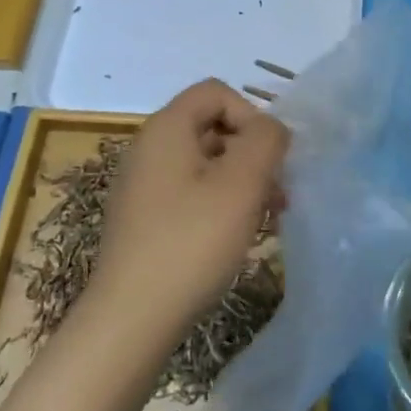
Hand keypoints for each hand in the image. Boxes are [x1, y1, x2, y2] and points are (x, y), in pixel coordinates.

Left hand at [91, 79, 288, 337]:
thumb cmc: (191, 242)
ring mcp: (142, 186)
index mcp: (166, 129)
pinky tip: (238, 236)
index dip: (251, 115)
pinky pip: (190, 193)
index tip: (269, 159)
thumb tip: (270, 129)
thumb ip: (266, 140)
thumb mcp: (242, 183)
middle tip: (278, 192)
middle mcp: (148, 148)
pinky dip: (219, 203)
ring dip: (242, 181)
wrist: (131, 318)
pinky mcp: (144, 219)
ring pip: (205, 164)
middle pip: (212, 127)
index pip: (216, 92)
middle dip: (252, 153)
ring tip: (268, 217)